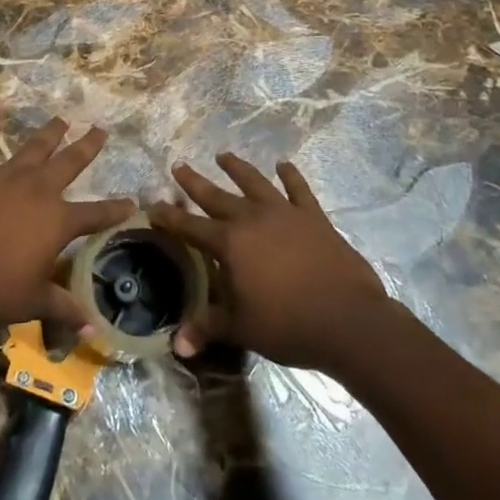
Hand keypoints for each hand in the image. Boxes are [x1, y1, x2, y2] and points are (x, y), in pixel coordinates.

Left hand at [0, 107, 134, 333]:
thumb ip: (62, 308)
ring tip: (61, 119)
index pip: (96, 214)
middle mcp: (38, 190)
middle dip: (87, 146)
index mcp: (57, 221)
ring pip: (34, 147)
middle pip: (70, 162)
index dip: (116, 209)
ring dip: (49, 132)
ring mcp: (5, 176)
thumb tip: (89, 326)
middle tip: (100, 130)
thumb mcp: (32, 302)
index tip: (132, 202)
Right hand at [150, 154, 391, 372]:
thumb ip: (207, 327)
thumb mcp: (241, 328)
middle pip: (217, 196)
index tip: (152, 206)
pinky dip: (290, 176)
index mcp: (230, 243)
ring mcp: (285, 213)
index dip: (169, 217)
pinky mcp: (313, 216)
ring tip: (223, 155)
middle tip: (179, 166)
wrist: (347, 319)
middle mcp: (252, 219)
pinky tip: (284, 165)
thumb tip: (176, 344)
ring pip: (254, 183)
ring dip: (237, 168)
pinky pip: (298, 189)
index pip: (190, 227)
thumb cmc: (287, 325)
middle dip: (195, 182)